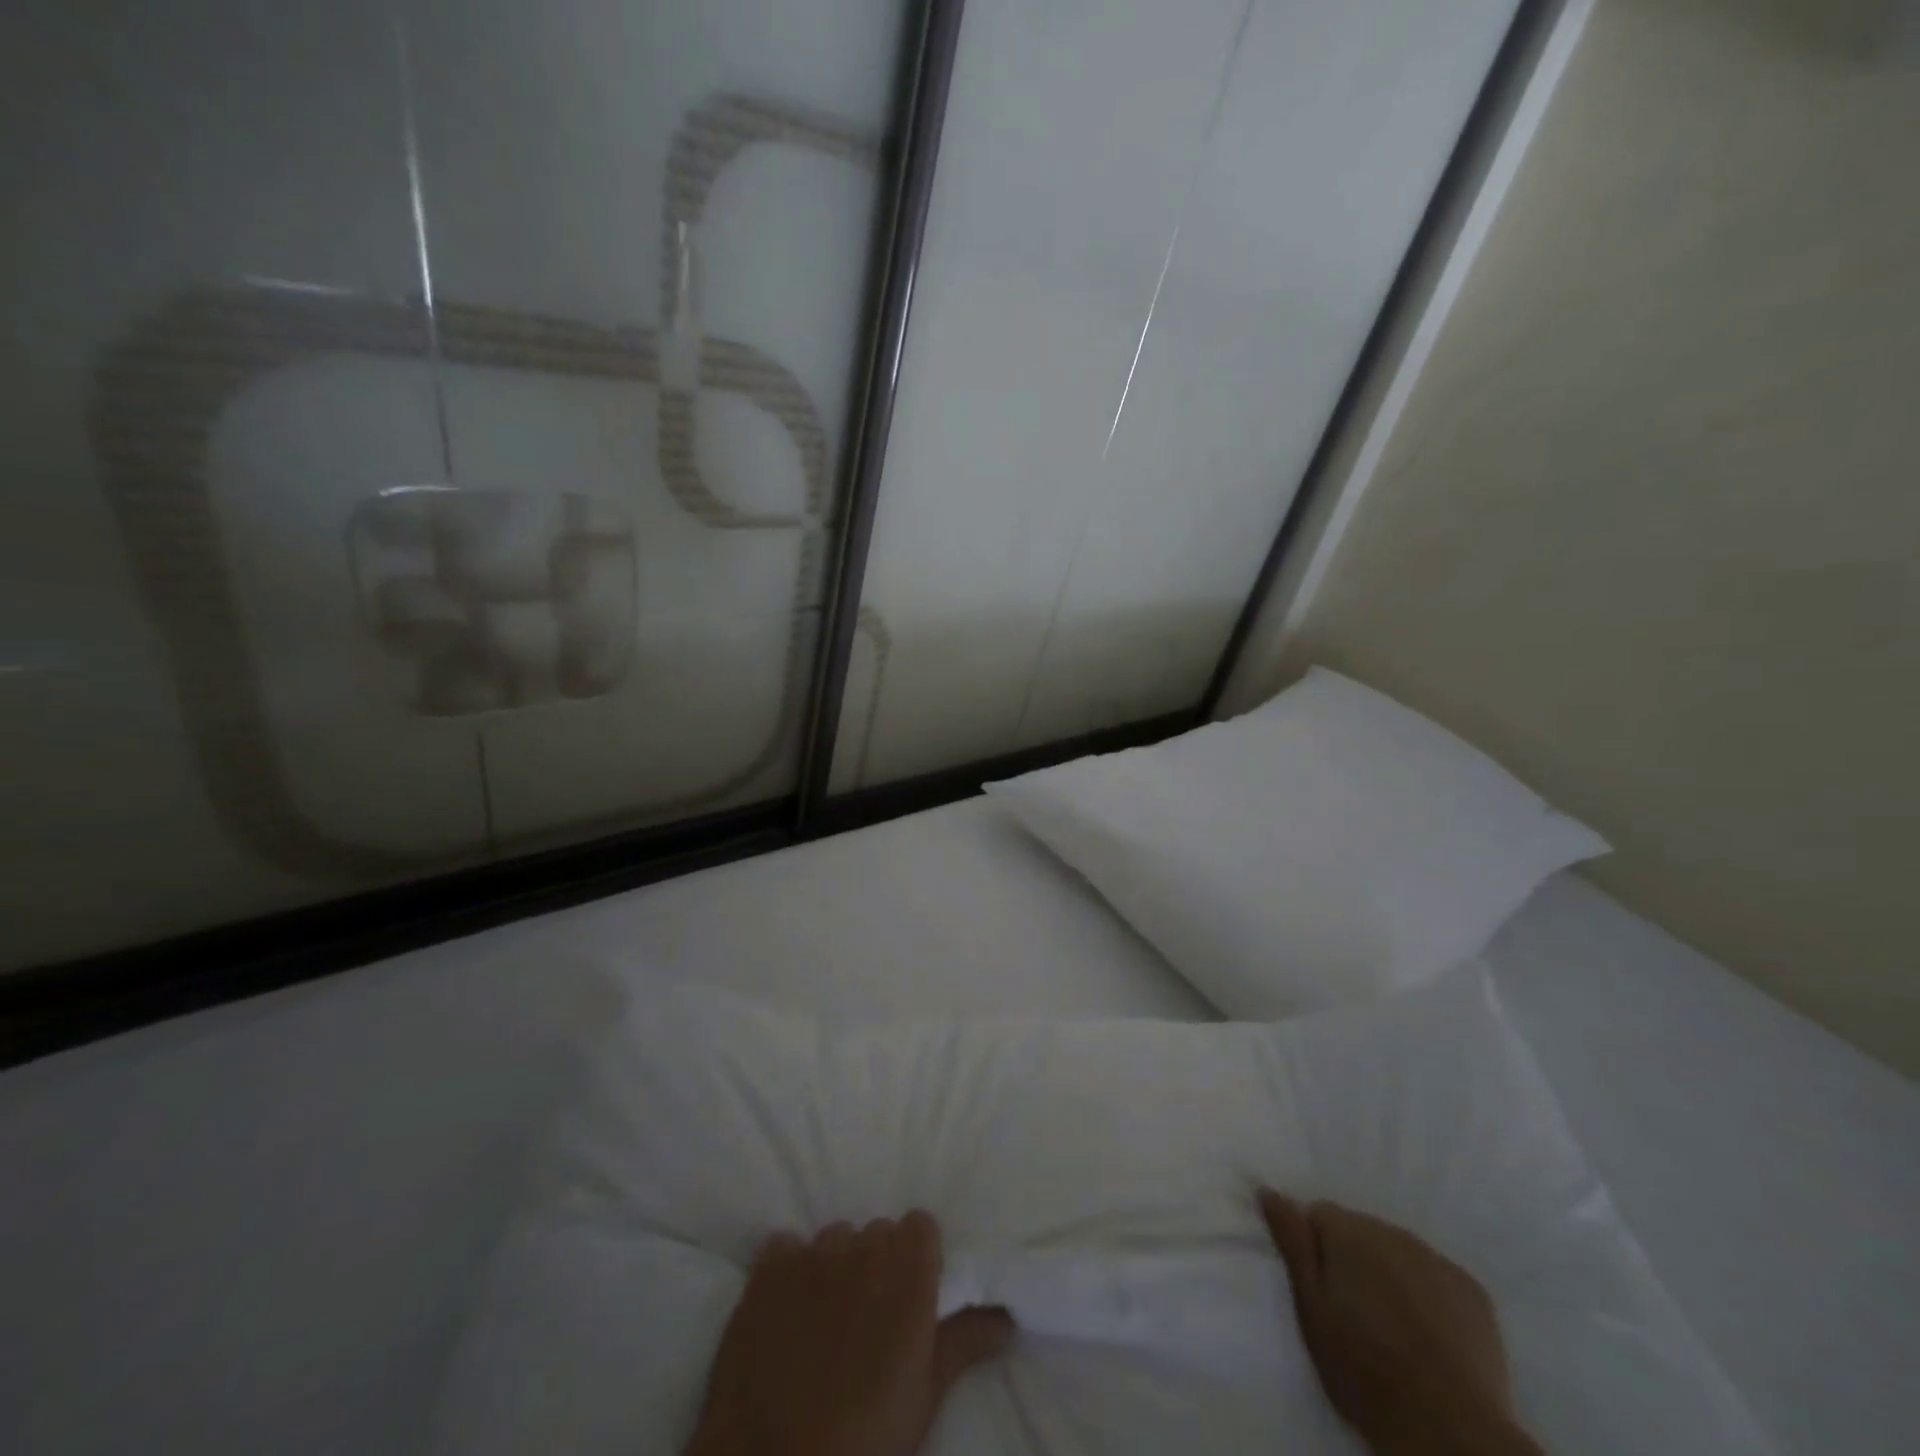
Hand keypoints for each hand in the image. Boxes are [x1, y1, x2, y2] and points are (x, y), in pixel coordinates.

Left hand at [685, 1210, 1013, 1455]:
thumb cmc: (865, 1438)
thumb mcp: (924, 1396)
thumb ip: (965, 1341)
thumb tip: (1007, 1317)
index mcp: (909, 1270)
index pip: (921, 1225)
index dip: (918, 1256)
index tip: (912, 1293)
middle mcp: (864, 1246)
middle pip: (878, 1233)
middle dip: (877, 1264)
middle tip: (869, 1320)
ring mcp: (813, 1252)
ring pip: (834, 1240)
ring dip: (835, 1268)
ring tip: (824, 1322)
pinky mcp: (768, 1266)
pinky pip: (786, 1247)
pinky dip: (789, 1271)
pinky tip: (785, 1312)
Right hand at [1259, 1191, 1540, 1455]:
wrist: (1448, 1428)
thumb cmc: (1363, 1367)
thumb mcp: (1310, 1306)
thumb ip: (1292, 1241)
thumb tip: (1268, 1189)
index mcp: (1348, 1230)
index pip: (1317, 1214)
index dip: (1313, 1248)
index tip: (1318, 1287)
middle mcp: (1392, 1231)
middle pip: (1360, 1231)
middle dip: (1352, 1259)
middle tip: (1352, 1312)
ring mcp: (1437, 1260)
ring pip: (1398, 1252)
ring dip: (1388, 1274)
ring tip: (1390, 1325)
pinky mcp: (1473, 1292)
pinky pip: (1436, 1276)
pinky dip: (1427, 1294)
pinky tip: (1428, 1332)